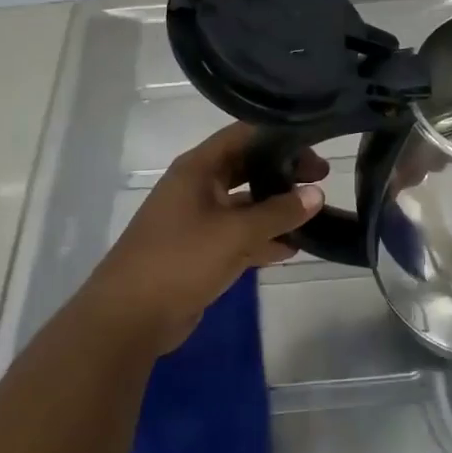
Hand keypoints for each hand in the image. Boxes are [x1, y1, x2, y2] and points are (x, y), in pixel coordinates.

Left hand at [76, 123, 326, 356]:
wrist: (129, 317)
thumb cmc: (180, 260)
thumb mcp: (235, 233)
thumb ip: (279, 212)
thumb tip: (316, 194)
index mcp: (198, 169)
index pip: (244, 135)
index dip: (280, 136)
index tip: (315, 142)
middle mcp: (197, 187)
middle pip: (247, 168)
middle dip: (283, 172)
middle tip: (322, 178)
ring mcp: (198, 220)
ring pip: (245, 205)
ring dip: (276, 209)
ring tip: (315, 213)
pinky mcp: (201, 251)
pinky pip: (239, 236)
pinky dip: (264, 238)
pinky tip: (293, 247)